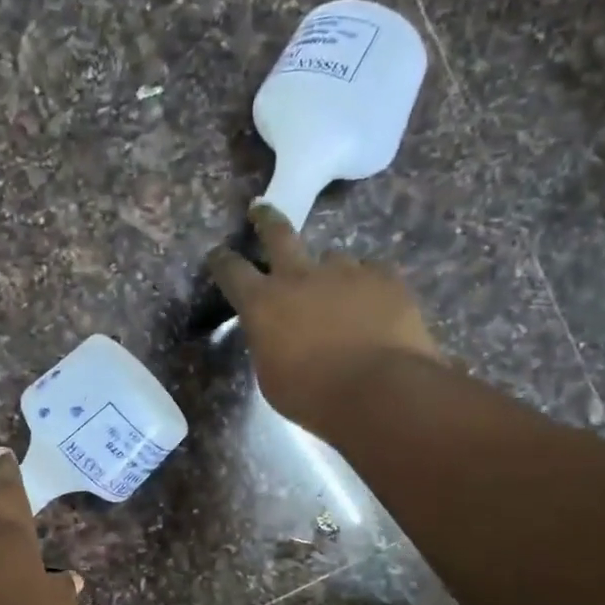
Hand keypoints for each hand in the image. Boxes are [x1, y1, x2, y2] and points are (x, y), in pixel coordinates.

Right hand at [208, 205, 440, 433]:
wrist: (380, 390)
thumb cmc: (313, 396)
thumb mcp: (272, 377)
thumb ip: (269, 345)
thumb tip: (276, 333)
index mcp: (263, 304)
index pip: (232, 271)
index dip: (222, 261)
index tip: (218, 254)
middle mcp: (300, 276)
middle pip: (278, 234)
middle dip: (265, 219)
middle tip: (260, 209)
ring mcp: (346, 272)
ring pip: (332, 258)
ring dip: (329, 272)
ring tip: (338, 293)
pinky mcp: (385, 278)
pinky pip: (371, 273)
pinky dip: (367, 286)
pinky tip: (374, 306)